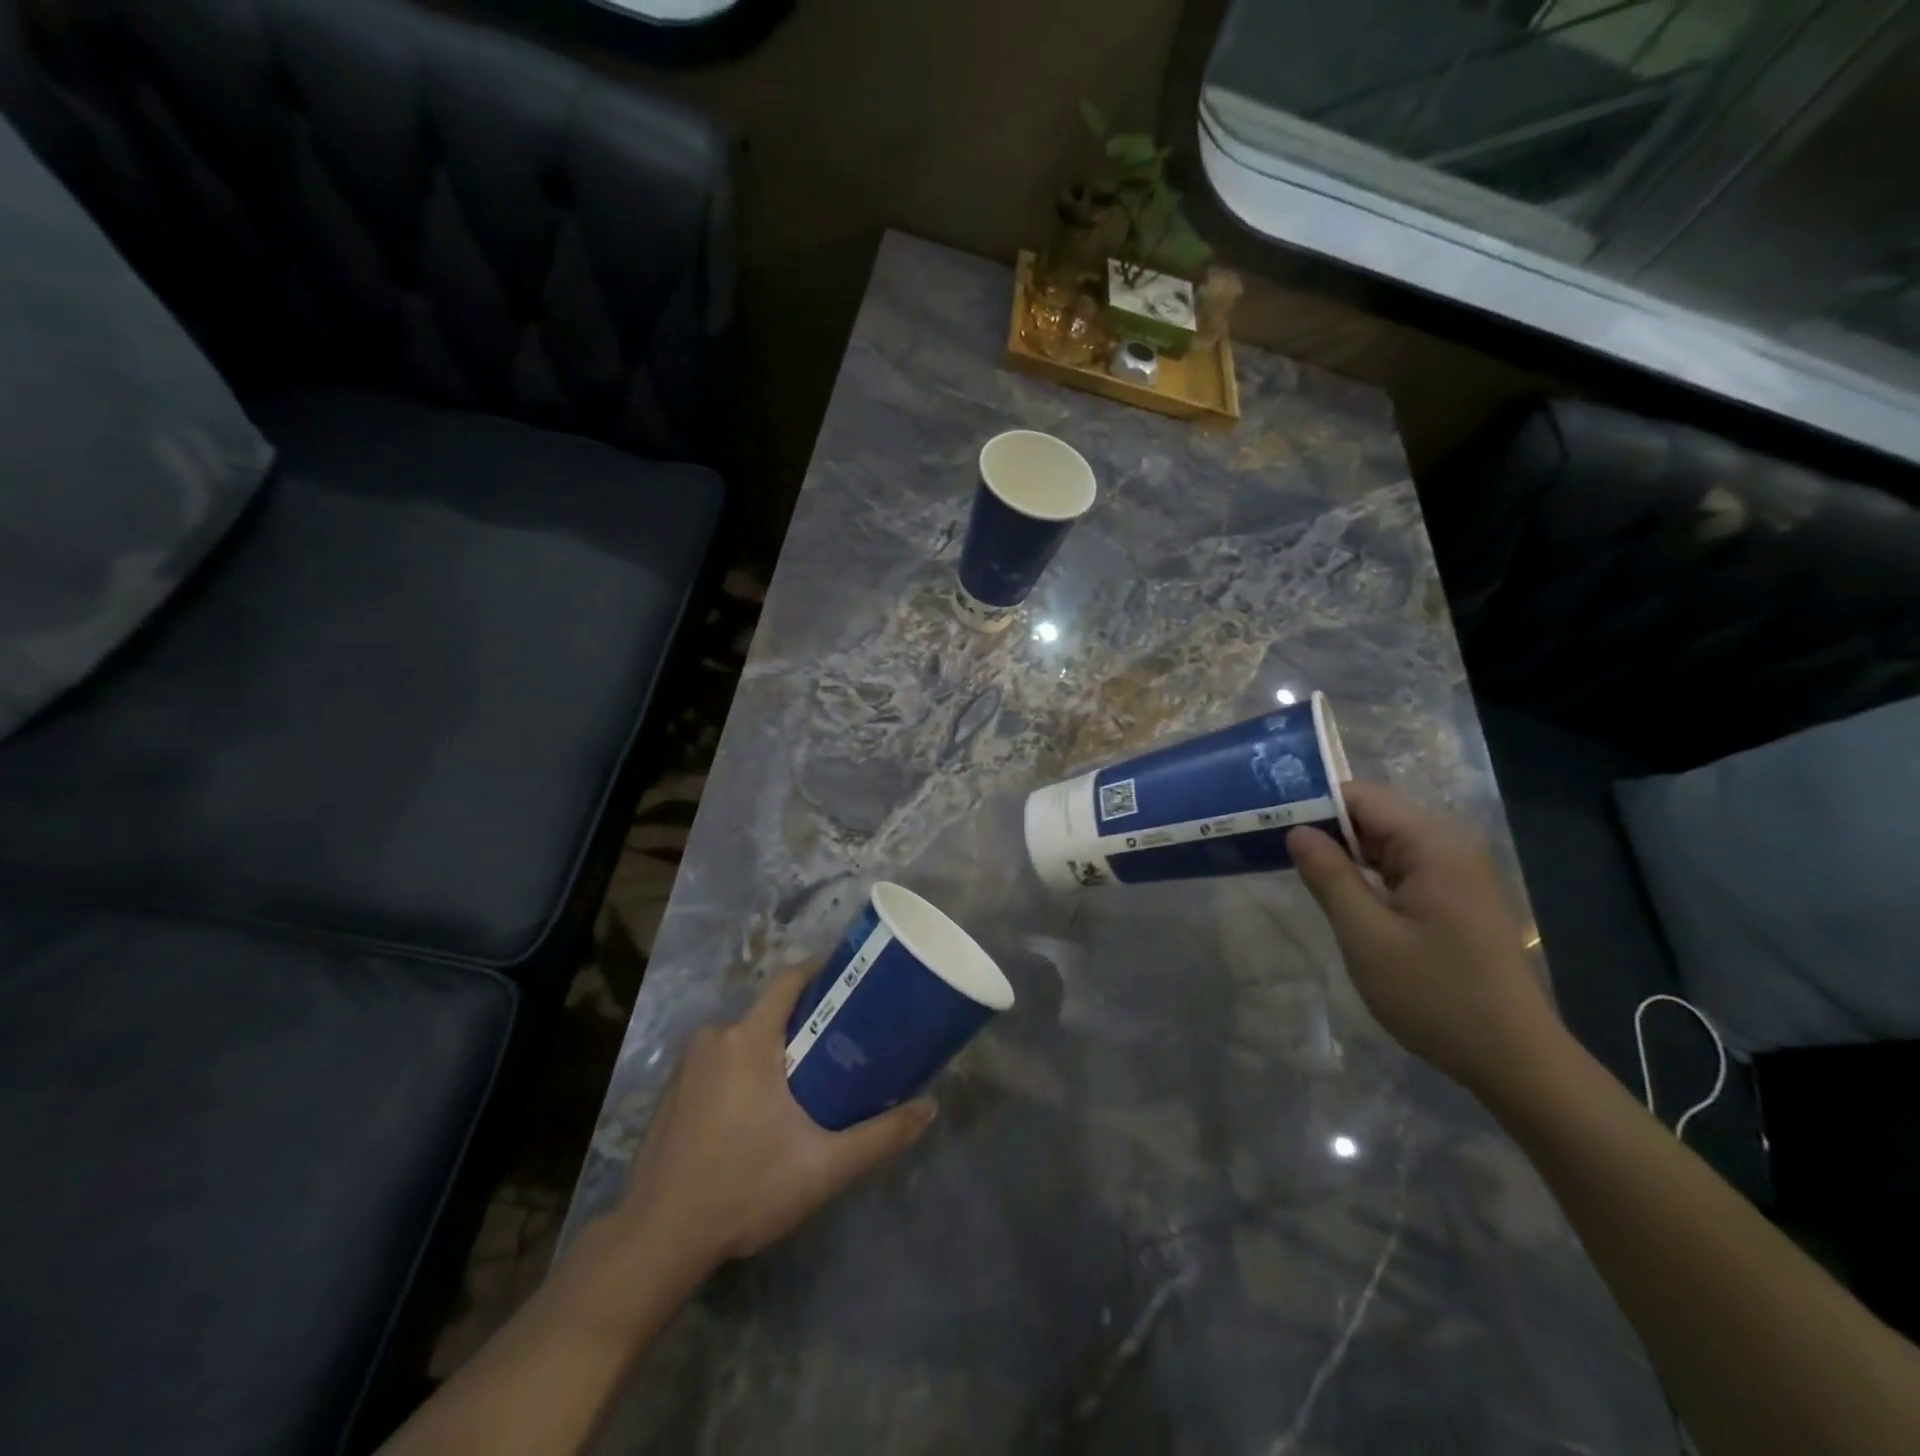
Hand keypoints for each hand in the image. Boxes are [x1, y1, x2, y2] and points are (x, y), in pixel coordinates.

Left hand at [600, 968, 936, 1280]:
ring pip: (744, 1037)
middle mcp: (714, 1037)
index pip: (790, 979)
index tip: (853, 980)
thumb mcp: (823, 1167)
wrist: (657, 1241)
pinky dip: (743, 1070)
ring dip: (773, 1049)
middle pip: (769, 1010)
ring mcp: (687, 1064)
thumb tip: (930, 1107)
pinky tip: (757, 1112)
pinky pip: (719, 1060)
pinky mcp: (673, 1090)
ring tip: (805, 1082)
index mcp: (748, 1039)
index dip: (823, 970)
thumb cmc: (744, 1190)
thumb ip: (880, 1136)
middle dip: (804, 1021)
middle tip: (841, 1045)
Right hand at [1286, 782, 1563, 1095]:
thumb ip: (1329, 877)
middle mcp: (1449, 846)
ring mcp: (1455, 872)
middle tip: (1269, 842)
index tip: (1267, 818)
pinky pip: (1399, 867)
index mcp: (1433, 845)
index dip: (1312, 803)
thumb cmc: (1437, 996)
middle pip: (1373, 815)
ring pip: (1384, 842)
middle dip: (1323, 826)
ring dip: (1341, 851)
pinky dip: (1365, 873)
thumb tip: (1297, 830)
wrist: (1514, 1061)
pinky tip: (1336, 890)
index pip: (1361, 798)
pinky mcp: (1454, 897)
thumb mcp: (1367, 937)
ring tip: (1291, 862)